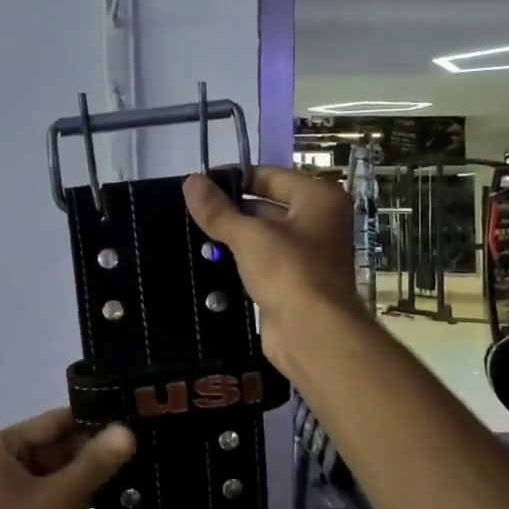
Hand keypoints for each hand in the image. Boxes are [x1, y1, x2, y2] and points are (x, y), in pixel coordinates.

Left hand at [0, 409, 135, 508]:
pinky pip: (52, 496)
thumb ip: (94, 463)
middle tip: (142, 448)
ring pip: (56, 473)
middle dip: (93, 450)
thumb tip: (127, 430)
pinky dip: (76, 496)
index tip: (133, 418)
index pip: (54, 421)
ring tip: (135, 470)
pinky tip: (111, 499)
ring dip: (88, 475)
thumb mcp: (58, 498)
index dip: (93, 419)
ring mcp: (7, 493)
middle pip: (55, 446)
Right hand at [182, 166, 364, 373]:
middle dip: (231, 210)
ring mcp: (308, 255)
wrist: (312, 332)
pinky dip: (240, 262)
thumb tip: (190, 181)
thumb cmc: (288, 271)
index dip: (233, 178)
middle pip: (267, 205)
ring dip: (233, 238)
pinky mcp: (293, 283)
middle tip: (191, 212)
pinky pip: (262, 263)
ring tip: (193, 235)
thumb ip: (218, 210)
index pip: (269, 176)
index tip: (199, 184)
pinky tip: (210, 262)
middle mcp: (318, 222)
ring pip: (262, 237)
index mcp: (318, 199)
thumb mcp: (248, 236)